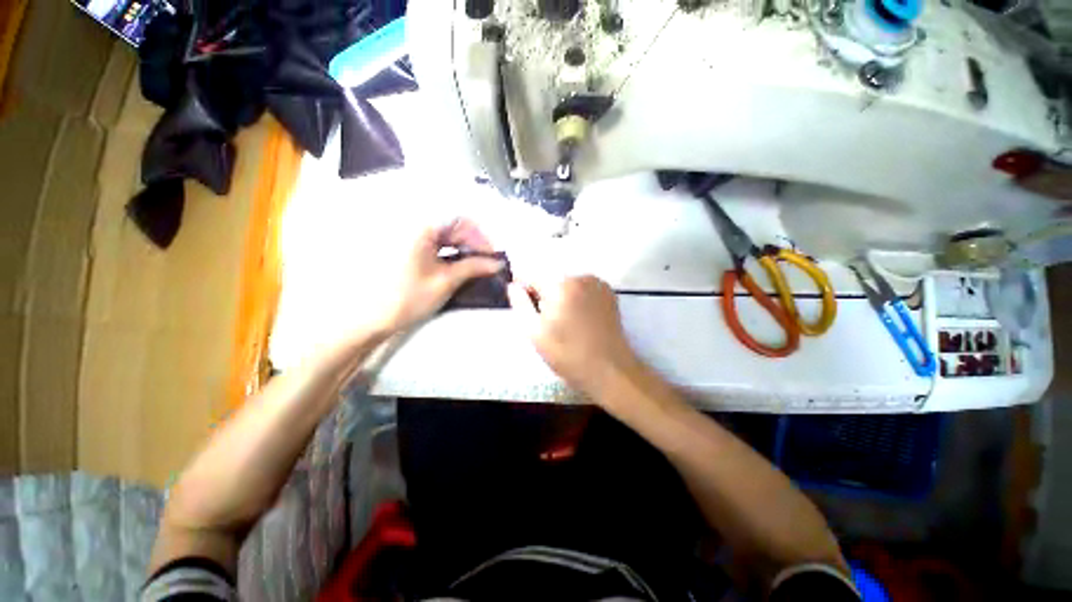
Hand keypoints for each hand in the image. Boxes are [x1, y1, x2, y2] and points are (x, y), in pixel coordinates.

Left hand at [368, 219, 502, 333]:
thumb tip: (498, 264)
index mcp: (419, 227)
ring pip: (444, 232)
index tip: (491, 255)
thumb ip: (474, 267)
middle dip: (472, 241)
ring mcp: (406, 234)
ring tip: (475, 264)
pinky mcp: (405, 245)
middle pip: (451, 224)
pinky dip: (449, 250)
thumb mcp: (446, 282)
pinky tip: (458, 263)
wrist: (370, 318)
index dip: (480, 236)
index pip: (459, 219)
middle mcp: (411, 224)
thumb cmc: (407, 299)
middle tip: (487, 262)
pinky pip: (434, 240)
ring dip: (462, 246)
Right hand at [508, 276, 638, 395]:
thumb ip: (521, 305)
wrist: (609, 369)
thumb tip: (513, 285)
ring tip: (565, 321)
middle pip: (550, 278)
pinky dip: (576, 296)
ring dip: (560, 295)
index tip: (527, 307)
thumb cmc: (567, 355)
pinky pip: (582, 287)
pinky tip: (580, 317)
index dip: (524, 290)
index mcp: (559, 286)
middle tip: (547, 320)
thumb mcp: (535, 334)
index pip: (531, 275)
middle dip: (543, 294)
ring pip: (566, 282)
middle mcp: (579, 277)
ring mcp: (596, 282)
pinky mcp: (607, 291)